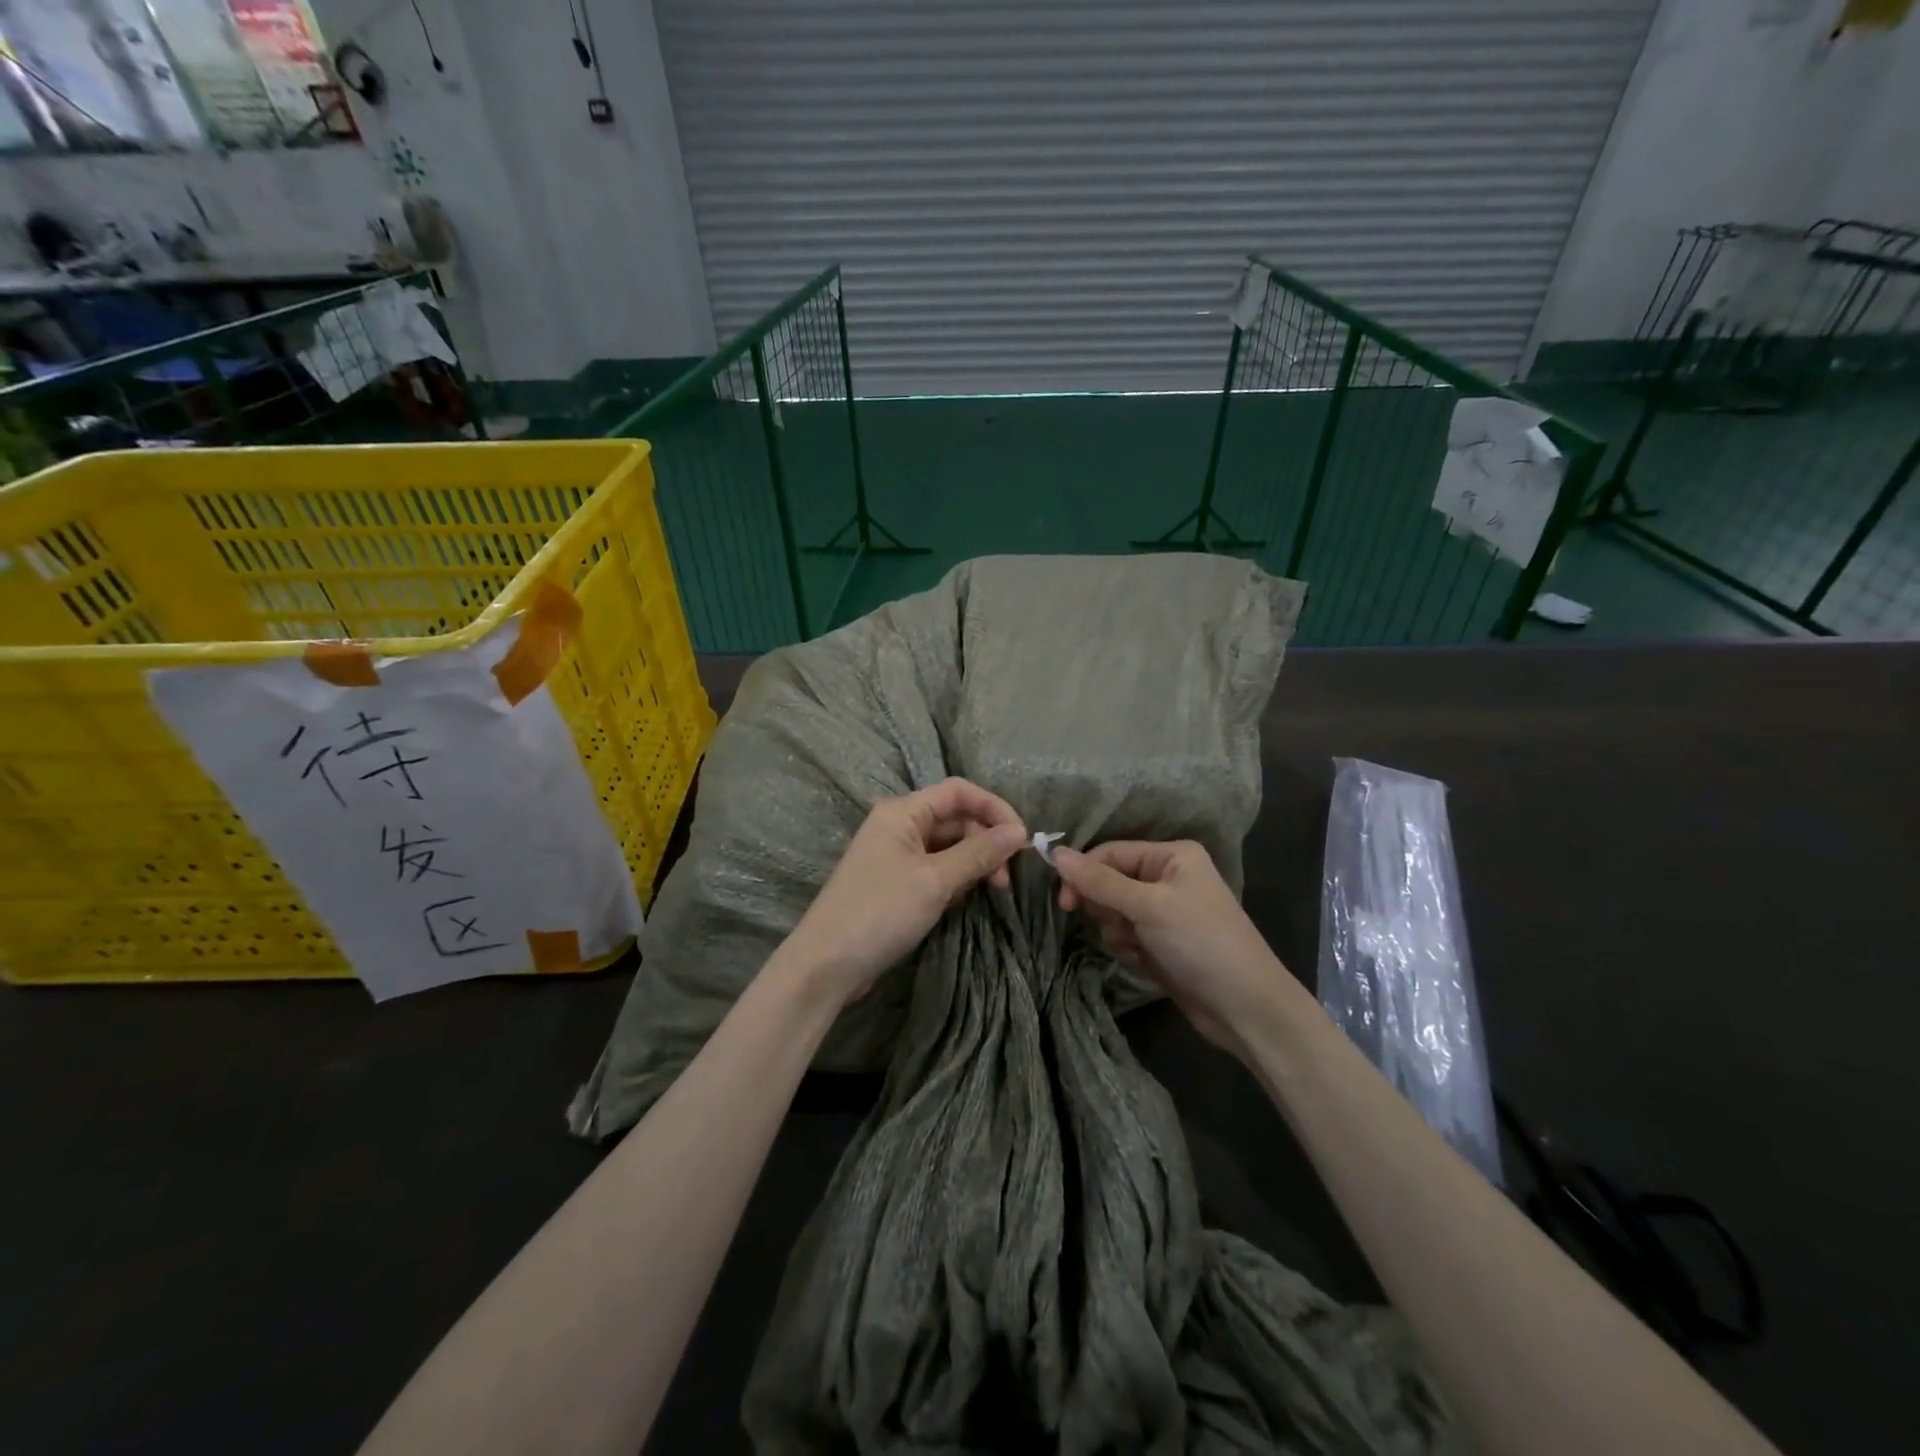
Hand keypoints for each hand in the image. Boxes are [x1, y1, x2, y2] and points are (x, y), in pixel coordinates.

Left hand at [779, 778, 1026, 1008]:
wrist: (826, 965)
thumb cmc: (880, 912)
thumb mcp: (935, 881)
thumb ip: (979, 853)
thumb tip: (1019, 832)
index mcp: (903, 812)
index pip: (959, 792)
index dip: (994, 808)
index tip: (1022, 837)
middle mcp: (899, 826)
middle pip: (956, 819)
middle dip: (986, 842)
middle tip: (1007, 880)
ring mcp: (896, 856)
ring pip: (949, 847)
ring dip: (974, 865)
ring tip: (992, 892)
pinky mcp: (897, 884)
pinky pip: (937, 870)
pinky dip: (956, 881)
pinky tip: (964, 902)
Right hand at [1054, 840, 1284, 1059]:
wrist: (1244, 1008)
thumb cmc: (1200, 943)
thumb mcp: (1148, 907)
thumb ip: (1099, 881)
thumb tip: (1055, 853)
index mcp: (1171, 855)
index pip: (1110, 853)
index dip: (1084, 874)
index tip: (1065, 904)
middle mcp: (1167, 876)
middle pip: (1109, 881)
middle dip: (1104, 906)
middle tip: (1115, 927)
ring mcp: (1164, 910)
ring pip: (1113, 910)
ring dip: (1115, 930)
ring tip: (1135, 947)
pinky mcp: (1161, 940)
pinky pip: (1125, 934)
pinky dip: (1126, 946)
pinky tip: (1141, 960)